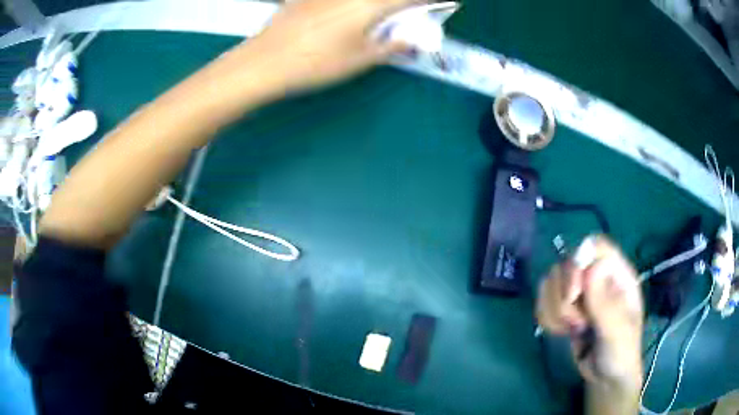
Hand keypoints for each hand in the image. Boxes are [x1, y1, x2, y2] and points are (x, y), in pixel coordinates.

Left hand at [242, 0, 419, 92]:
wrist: (263, 62)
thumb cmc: (314, 64)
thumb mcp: (358, 60)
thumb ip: (390, 46)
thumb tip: (409, 38)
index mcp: (369, 5)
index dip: (429, 0)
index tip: (444, 3)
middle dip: (403, 1)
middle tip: (410, 9)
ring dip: (380, 3)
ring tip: (383, 13)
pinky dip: (356, 4)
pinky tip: (352, 12)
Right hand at [536, 236, 642, 388]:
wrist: (605, 377)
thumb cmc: (620, 352)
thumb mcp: (617, 332)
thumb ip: (605, 304)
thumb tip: (590, 269)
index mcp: (617, 274)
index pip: (595, 246)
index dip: (579, 262)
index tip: (573, 295)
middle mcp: (597, 277)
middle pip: (568, 262)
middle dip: (564, 296)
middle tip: (576, 324)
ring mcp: (580, 292)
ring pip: (551, 280)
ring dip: (553, 309)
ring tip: (570, 330)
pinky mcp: (564, 306)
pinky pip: (543, 298)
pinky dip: (546, 316)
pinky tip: (559, 331)